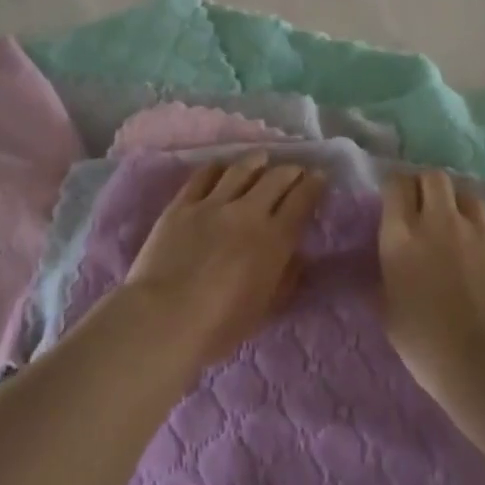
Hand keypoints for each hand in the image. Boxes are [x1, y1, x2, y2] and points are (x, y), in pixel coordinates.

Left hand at [125, 153, 326, 369]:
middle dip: (290, 170)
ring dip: (256, 161)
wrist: (164, 317)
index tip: (320, 176)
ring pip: (241, 170)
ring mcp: (212, 204)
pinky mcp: (181, 204)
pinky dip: (217, 168)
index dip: (314, 185)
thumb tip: (297, 255)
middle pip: (275, 178)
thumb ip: (285, 277)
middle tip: (295, 169)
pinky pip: (203, 176)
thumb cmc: (220, 325)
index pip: (302, 201)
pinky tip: (221, 167)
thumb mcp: (265, 308)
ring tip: (261, 159)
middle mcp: (248, 212)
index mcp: (274, 239)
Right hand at [379, 169, 484, 401]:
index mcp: (401, 235)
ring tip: (454, 224)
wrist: (484, 362)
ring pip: (466, 194)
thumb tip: (388, 262)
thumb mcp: (387, 307)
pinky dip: (479, 227)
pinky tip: (477, 248)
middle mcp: (438, 221)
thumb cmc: (424, 341)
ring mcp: (476, 230)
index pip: (396, 185)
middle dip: (426, 185)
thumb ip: (386, 274)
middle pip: (434, 177)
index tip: (394, 201)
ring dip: (456, 203)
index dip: (394, 188)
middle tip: (423, 206)